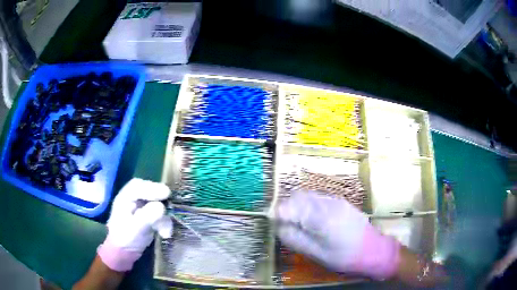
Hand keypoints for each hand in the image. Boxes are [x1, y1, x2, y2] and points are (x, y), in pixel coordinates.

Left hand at [97, 178, 172, 271]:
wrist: (125, 253)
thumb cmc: (125, 239)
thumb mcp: (135, 229)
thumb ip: (147, 216)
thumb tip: (161, 206)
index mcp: (124, 198)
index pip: (138, 186)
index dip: (152, 187)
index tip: (166, 194)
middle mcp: (133, 200)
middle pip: (149, 191)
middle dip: (160, 200)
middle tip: (171, 205)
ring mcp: (142, 207)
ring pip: (157, 203)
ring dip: (164, 217)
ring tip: (165, 232)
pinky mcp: (149, 216)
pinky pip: (160, 214)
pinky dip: (165, 223)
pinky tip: (165, 234)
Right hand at [275, 191, 400, 279]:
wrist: (374, 249)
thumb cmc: (344, 256)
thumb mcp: (316, 253)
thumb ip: (295, 238)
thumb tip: (278, 227)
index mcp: (320, 217)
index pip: (289, 206)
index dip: (277, 213)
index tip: (272, 222)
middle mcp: (327, 203)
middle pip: (298, 197)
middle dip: (287, 207)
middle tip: (284, 224)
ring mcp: (336, 200)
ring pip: (308, 196)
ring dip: (298, 206)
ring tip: (297, 223)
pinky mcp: (341, 202)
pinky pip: (318, 199)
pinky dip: (309, 206)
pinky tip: (312, 220)